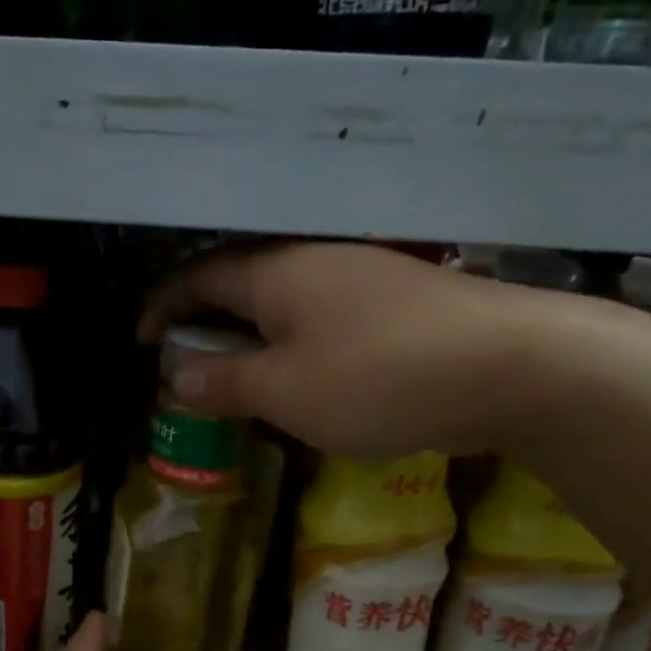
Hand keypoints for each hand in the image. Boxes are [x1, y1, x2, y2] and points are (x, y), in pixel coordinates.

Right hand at [140, 241, 566, 457]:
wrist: (507, 365)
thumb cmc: (377, 379)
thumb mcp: (285, 392)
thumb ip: (226, 383)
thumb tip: (177, 376)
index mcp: (275, 271)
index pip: (197, 276)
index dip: (162, 307)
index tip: (143, 341)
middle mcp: (314, 258)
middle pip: (240, 281)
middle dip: (206, 321)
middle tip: (190, 364)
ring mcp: (362, 274)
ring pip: (286, 299)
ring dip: (254, 334)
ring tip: (243, 378)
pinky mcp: (398, 301)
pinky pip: (325, 315)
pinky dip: (297, 343)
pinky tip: (309, 377)